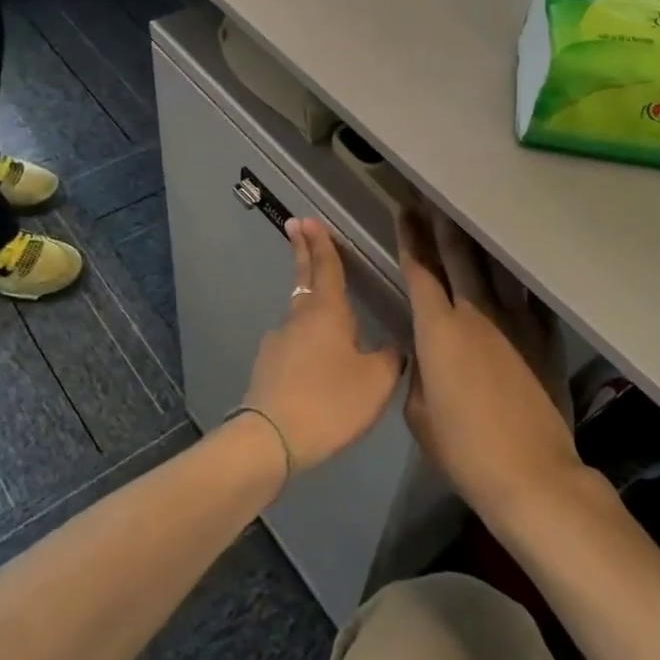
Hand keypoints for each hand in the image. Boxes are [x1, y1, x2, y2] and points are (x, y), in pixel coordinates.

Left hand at [243, 219, 402, 477]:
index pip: (325, 267)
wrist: (271, 439)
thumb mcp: (376, 381)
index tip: (309, 220)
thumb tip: (392, 348)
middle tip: (294, 226)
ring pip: (299, 317)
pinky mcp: (267, 368)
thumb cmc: (329, 401)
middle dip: (302, 252)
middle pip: (303, 280)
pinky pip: (292, 347)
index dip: (321, 244)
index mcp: (326, 312)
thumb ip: (389, 359)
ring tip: (329, 320)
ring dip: (309, 307)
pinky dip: (305, 343)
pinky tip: (317, 366)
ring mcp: (278, 343)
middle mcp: (298, 319)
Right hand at [398, 208, 582, 519]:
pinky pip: (530, 293)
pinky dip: (519, 273)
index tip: (404, 211)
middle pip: (457, 255)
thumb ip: (420, 372)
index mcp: (437, 330)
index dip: (409, 238)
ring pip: (495, 266)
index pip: (419, 271)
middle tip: (433, 198)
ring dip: (480, 239)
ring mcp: (515, 321)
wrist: (530, 474)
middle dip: (441, 223)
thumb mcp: (420, 412)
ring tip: (472, 216)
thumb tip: (428, 354)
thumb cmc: (464, 448)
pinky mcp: (544, 336)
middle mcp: (475, 313)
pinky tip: (515, 260)